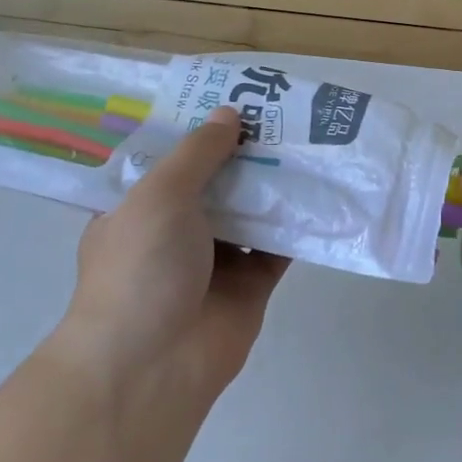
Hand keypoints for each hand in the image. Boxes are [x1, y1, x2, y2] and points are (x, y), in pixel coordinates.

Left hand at [48, 107, 288, 405]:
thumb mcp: (159, 195)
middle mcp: (175, 231)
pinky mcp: (250, 286)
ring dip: (275, 185)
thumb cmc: (141, 269)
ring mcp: (214, 260)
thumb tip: (229, 114)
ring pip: (251, 212)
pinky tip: (323, 192)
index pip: (170, 159)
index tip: (233, 97)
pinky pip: (277, 247)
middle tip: (284, 114)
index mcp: (139, 208)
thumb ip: (197, 154)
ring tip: (310, 143)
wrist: (154, 364)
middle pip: (216, 182)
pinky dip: (297, 224)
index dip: (198, 129)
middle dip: (245, 153)